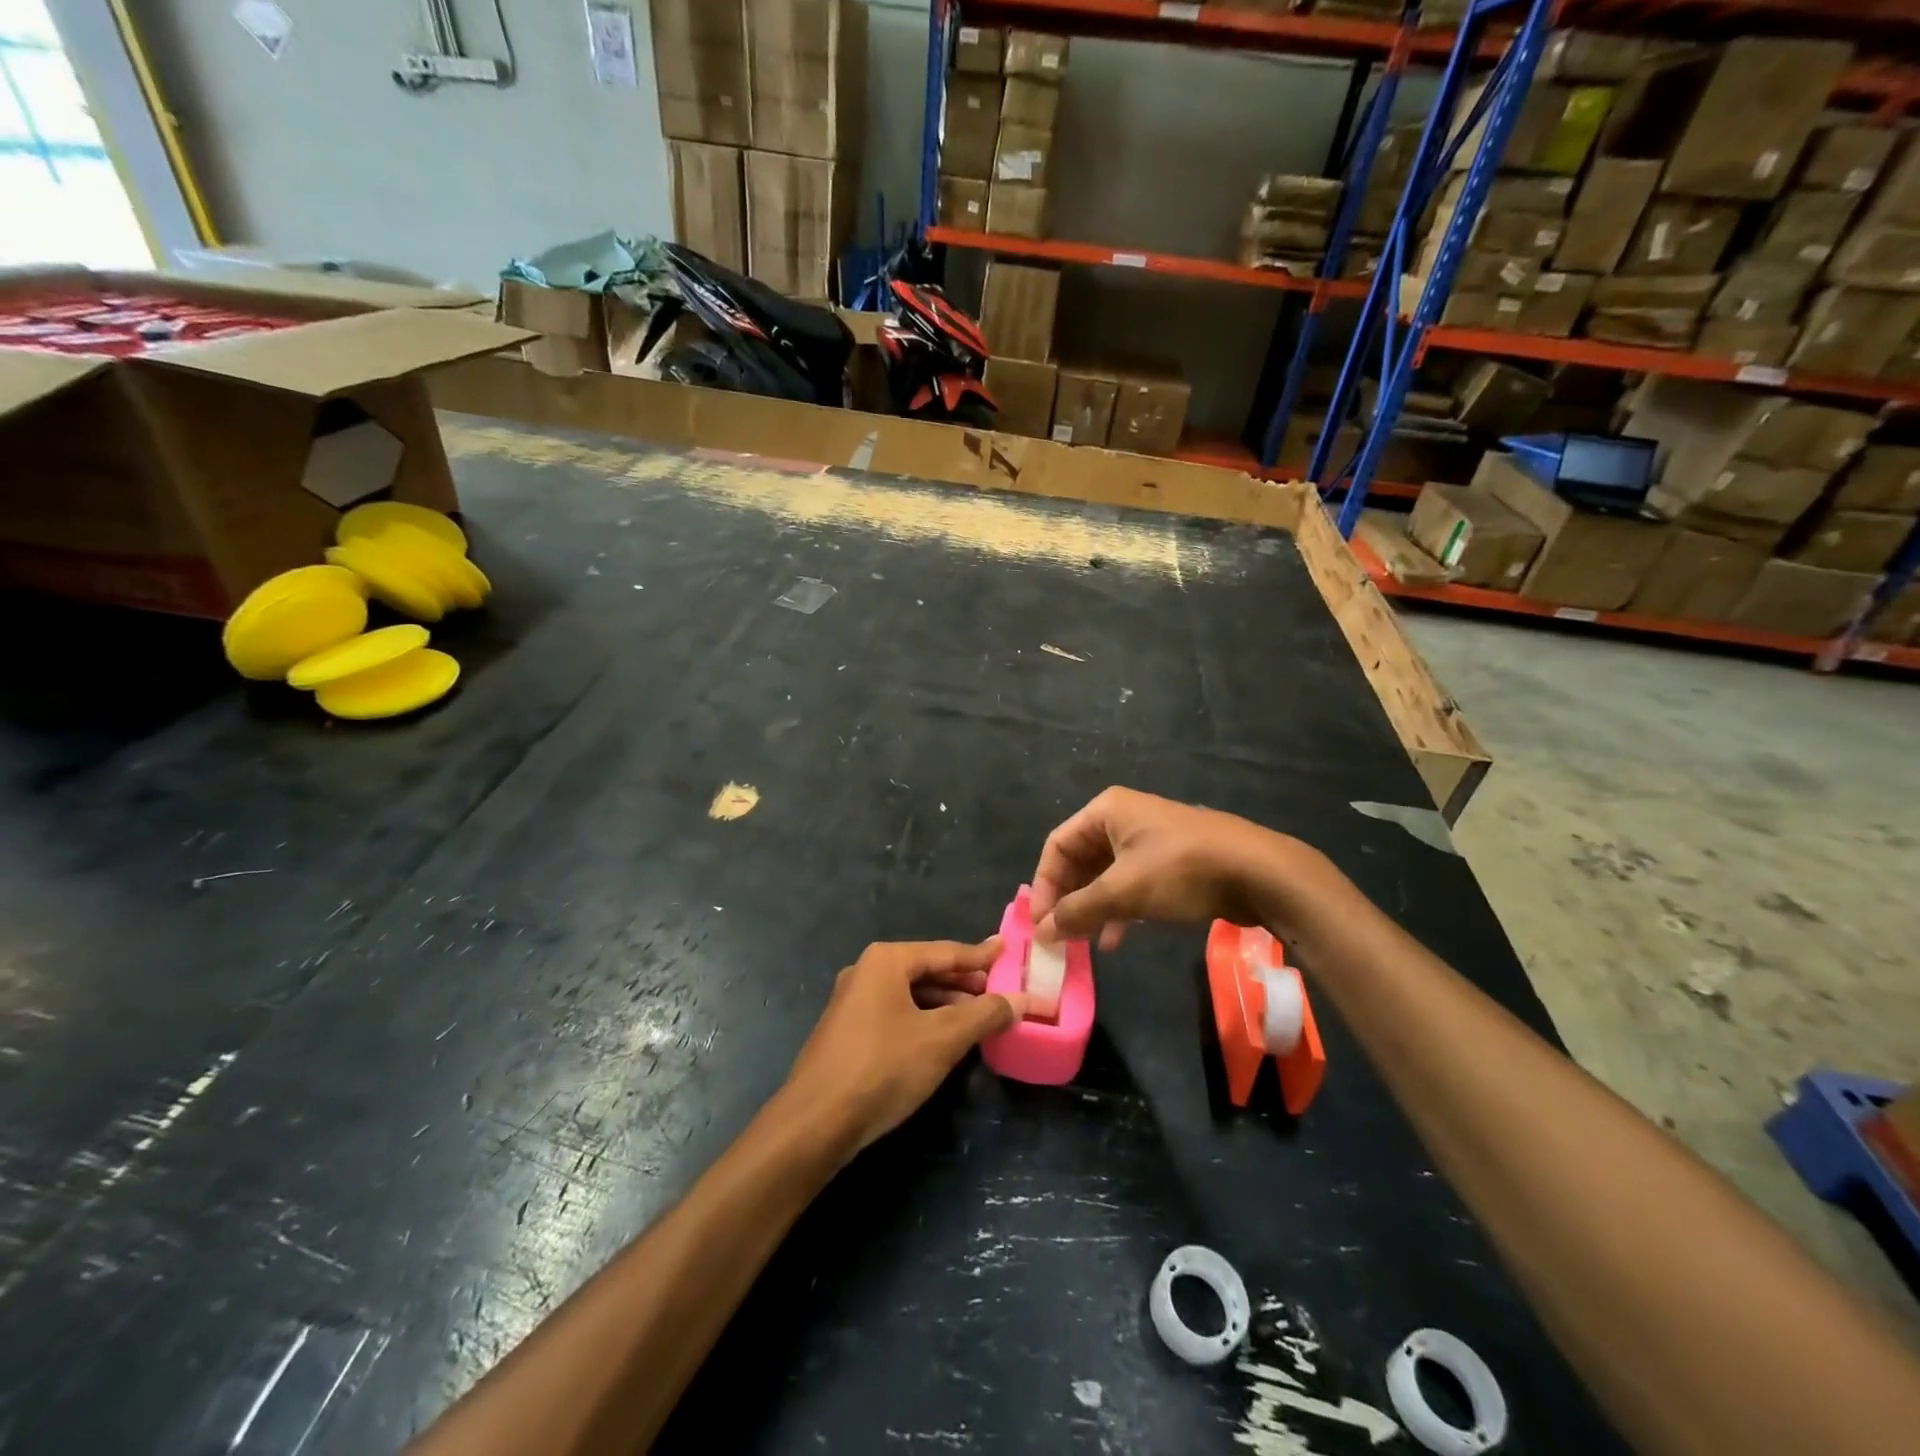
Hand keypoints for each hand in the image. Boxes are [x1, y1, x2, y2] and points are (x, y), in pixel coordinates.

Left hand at [786, 939, 1024, 1159]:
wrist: (815, 1123)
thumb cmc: (883, 1068)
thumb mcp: (942, 1039)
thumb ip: (984, 1015)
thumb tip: (1020, 1000)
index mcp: (886, 960)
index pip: (945, 952)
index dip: (980, 956)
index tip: (1008, 950)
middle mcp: (866, 972)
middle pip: (927, 970)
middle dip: (964, 982)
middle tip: (1000, 991)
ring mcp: (852, 1002)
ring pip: (910, 994)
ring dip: (945, 1004)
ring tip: (979, 1017)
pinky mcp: (847, 1032)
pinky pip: (895, 1014)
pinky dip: (924, 1020)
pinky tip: (943, 1039)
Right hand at [1030, 787, 1303, 947]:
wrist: (1261, 873)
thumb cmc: (1182, 871)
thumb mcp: (1124, 891)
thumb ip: (1078, 911)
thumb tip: (1043, 932)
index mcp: (1106, 811)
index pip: (1056, 846)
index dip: (1044, 886)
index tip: (1041, 925)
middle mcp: (1123, 818)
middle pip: (1079, 860)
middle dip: (1069, 899)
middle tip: (1060, 937)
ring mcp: (1150, 839)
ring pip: (1106, 875)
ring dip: (1093, 908)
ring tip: (1084, 943)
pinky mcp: (1171, 861)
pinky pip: (1131, 883)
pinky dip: (1119, 909)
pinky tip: (1116, 939)